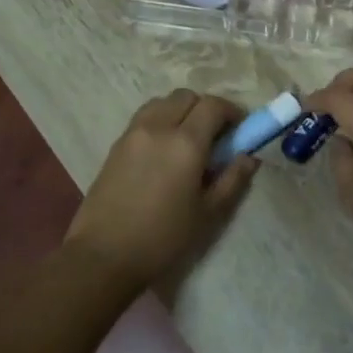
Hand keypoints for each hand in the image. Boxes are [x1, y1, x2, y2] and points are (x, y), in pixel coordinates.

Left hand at [63, 90, 254, 287]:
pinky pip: (144, 118)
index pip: (213, 105)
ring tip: (187, 140)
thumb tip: (249, 157)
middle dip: (205, 108)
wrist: (103, 255)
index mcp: (185, 142)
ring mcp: (133, 133)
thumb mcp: (208, 213)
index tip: (240, 129)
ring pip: (162, 102)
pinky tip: (163, 151)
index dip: (231, 111)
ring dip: (180, 111)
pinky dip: (160, 121)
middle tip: (216, 135)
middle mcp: (158, 127)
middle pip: (186, 96)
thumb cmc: (163, 238)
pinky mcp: (116, 145)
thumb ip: (232, 180)